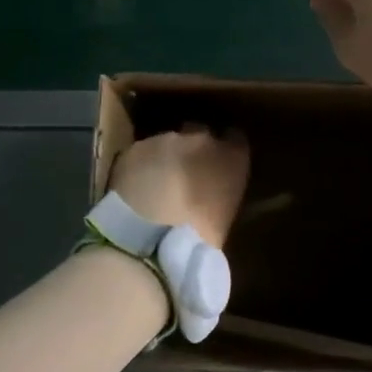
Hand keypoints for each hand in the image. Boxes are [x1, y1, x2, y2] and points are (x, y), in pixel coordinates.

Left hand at [109, 126, 250, 248]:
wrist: (152, 238)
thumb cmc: (201, 238)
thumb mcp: (225, 216)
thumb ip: (222, 192)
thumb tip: (214, 190)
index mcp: (233, 158)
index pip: (236, 139)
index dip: (226, 149)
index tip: (220, 163)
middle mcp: (203, 139)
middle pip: (201, 133)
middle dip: (194, 149)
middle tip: (187, 173)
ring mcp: (166, 139)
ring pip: (168, 141)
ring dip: (166, 156)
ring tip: (158, 182)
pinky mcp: (135, 148)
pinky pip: (142, 152)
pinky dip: (141, 164)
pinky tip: (136, 186)